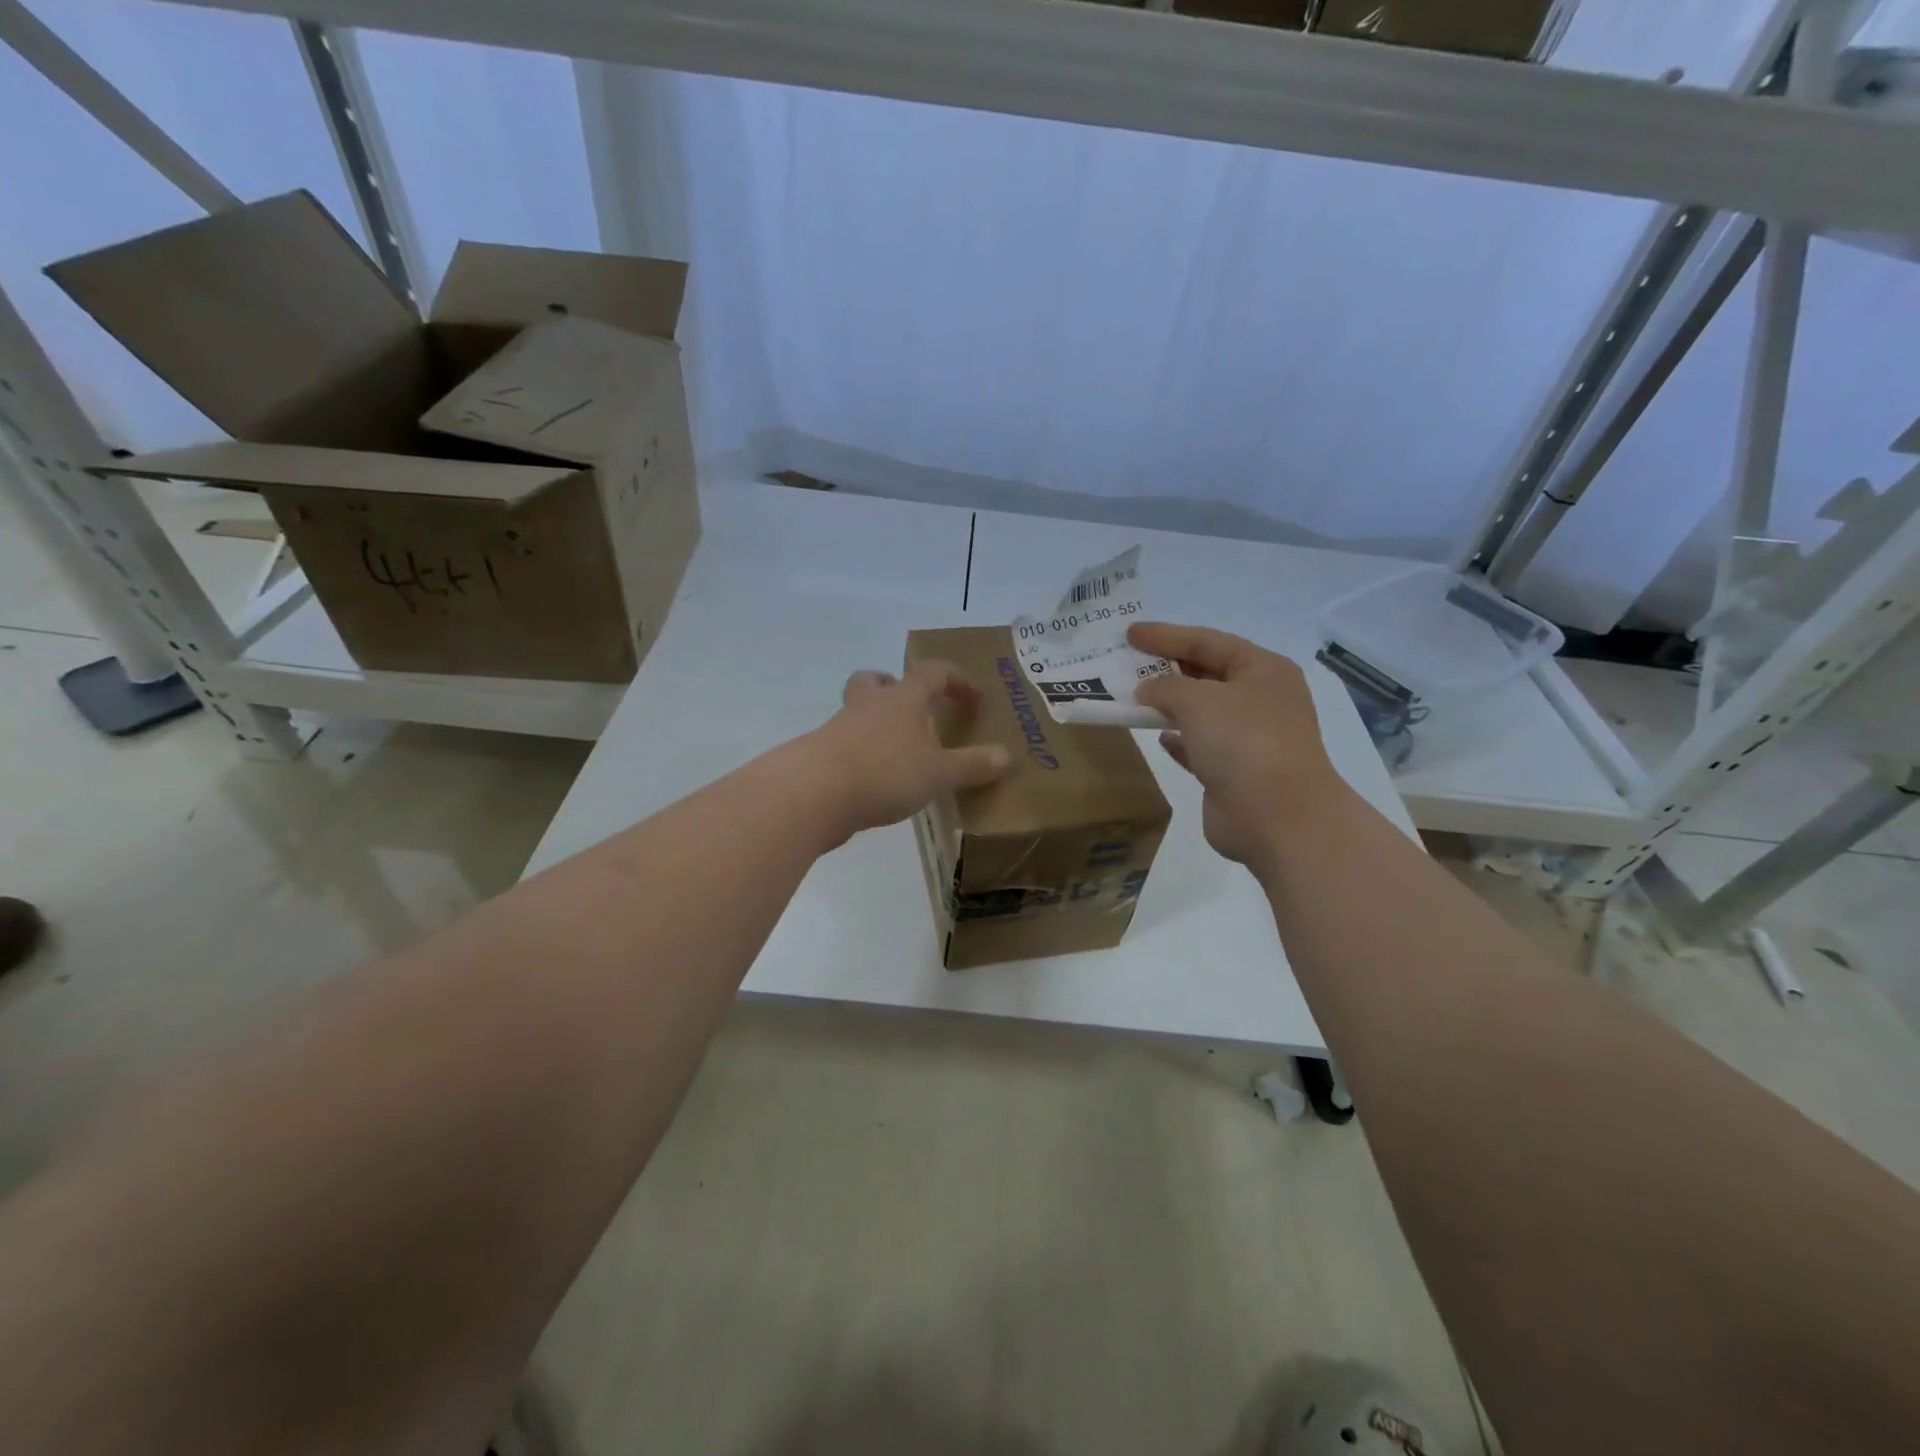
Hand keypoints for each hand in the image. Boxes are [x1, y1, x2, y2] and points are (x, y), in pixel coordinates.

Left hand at [803, 660, 1012, 846]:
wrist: (814, 794)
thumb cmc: (885, 772)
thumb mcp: (940, 773)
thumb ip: (974, 765)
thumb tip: (1009, 756)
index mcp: (903, 698)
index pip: (933, 672)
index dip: (957, 680)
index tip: (974, 699)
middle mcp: (870, 704)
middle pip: (878, 680)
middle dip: (897, 689)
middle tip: (915, 710)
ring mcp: (840, 728)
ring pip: (858, 711)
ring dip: (878, 723)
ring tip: (899, 752)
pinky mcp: (822, 754)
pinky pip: (846, 744)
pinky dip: (863, 754)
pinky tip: (876, 781)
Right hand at [1131, 622, 1346, 867]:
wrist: (1276, 816)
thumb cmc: (1243, 742)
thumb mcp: (1198, 699)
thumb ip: (1165, 686)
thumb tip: (1147, 690)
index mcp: (1263, 670)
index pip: (1208, 641)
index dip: (1167, 635)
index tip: (1130, 633)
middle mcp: (1261, 700)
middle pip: (1207, 673)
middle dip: (1167, 667)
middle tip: (1128, 661)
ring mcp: (1250, 739)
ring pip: (1202, 712)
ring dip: (1169, 704)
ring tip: (1132, 696)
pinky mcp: (1234, 773)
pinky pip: (1199, 746)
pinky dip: (1178, 739)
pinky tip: (1156, 736)